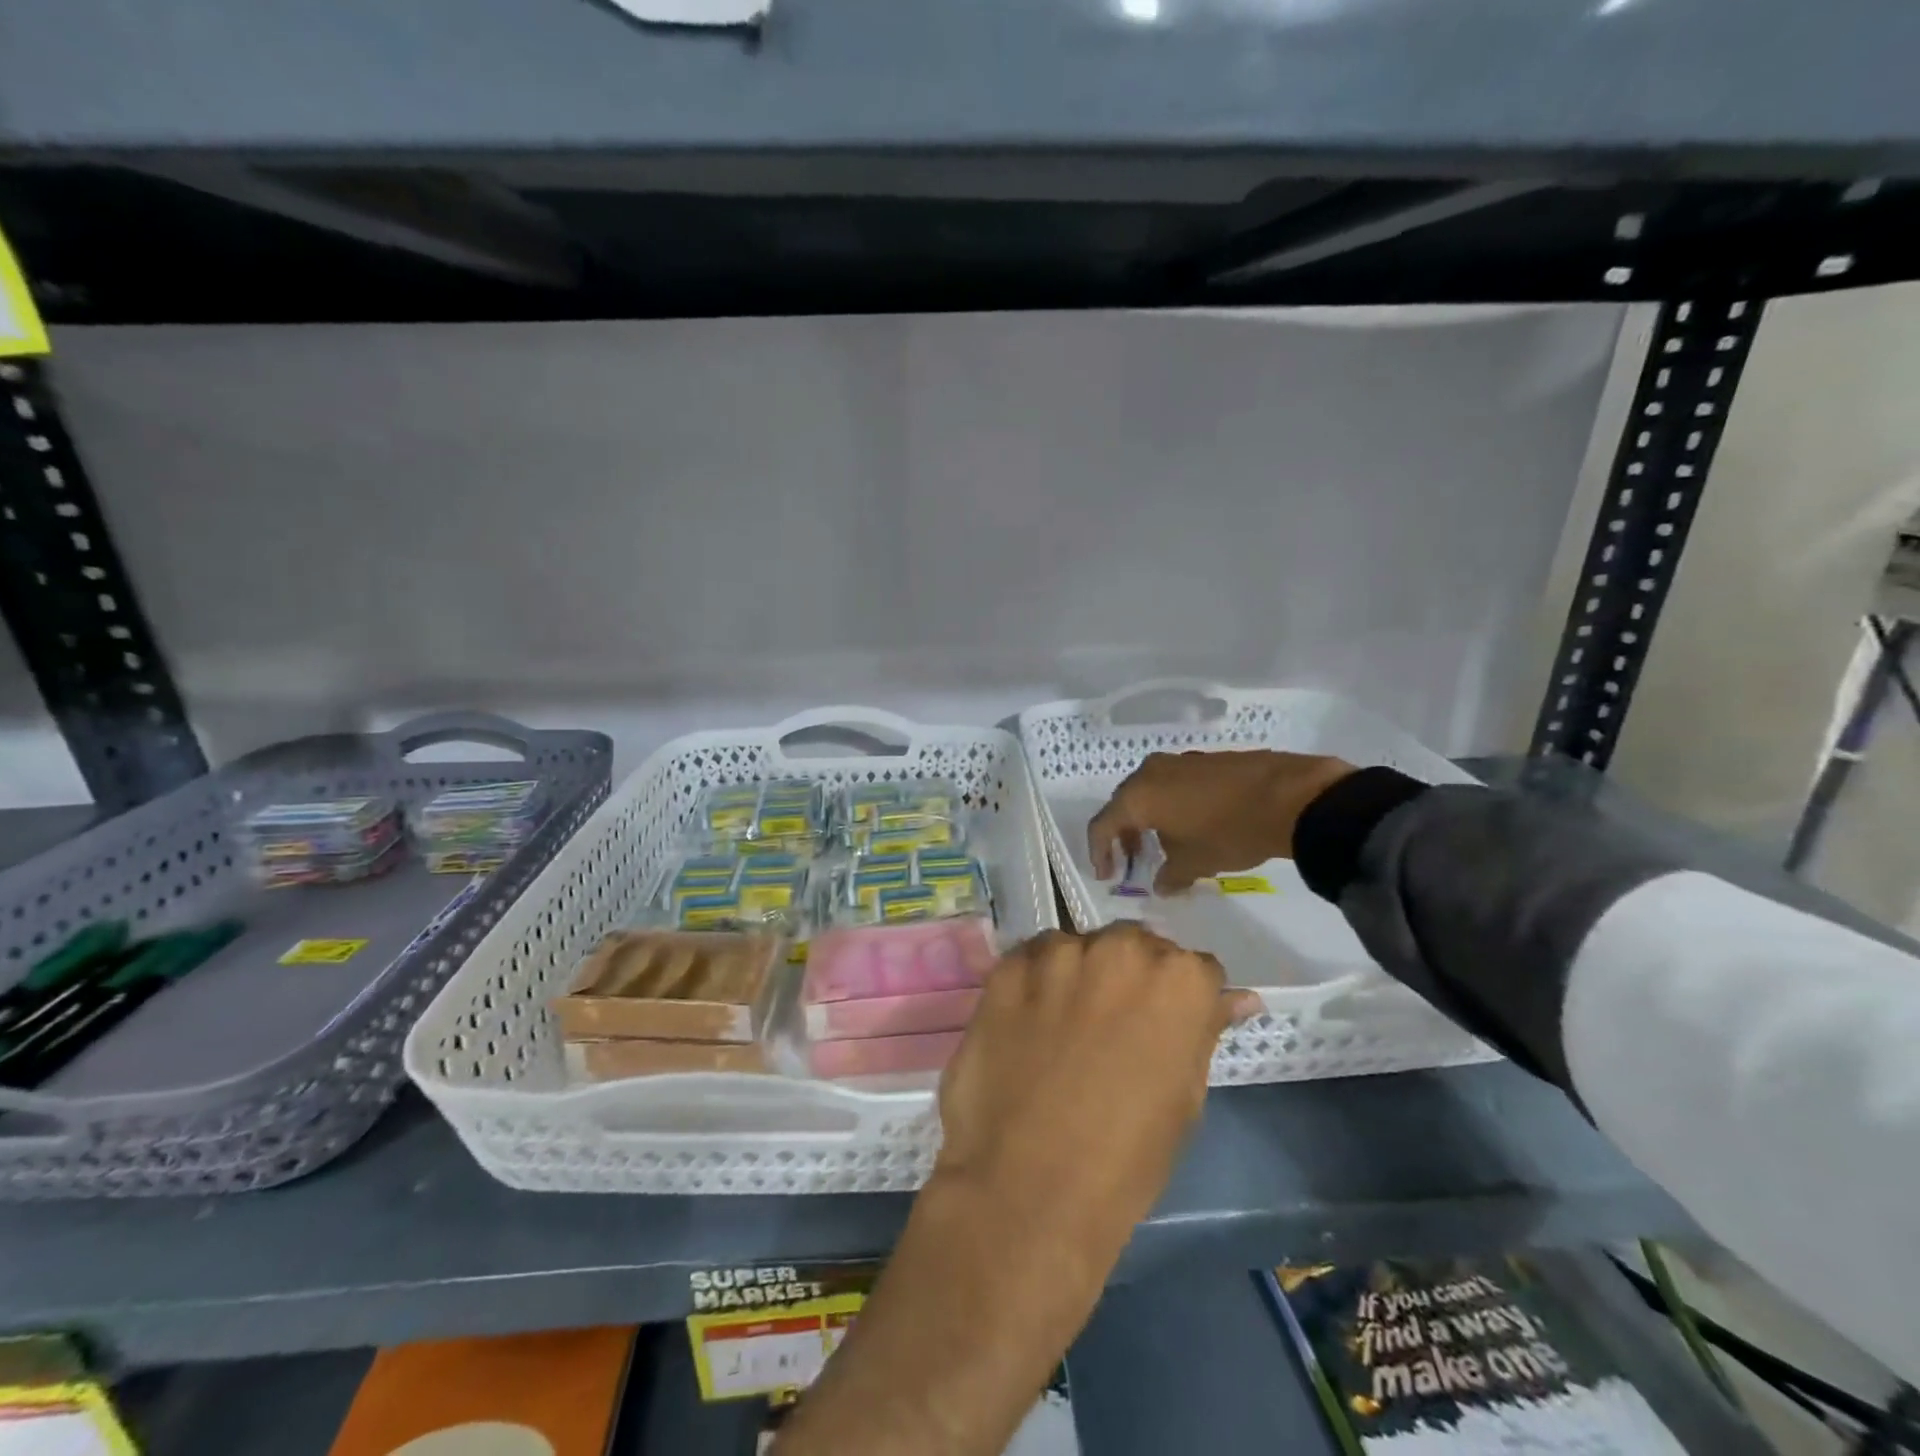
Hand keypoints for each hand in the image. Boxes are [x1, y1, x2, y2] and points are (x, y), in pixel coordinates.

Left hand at [934, 925, 1256, 1264]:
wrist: (1029, 1188)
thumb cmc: (1125, 1159)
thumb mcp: (1185, 1099)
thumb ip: (1204, 1031)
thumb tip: (1237, 998)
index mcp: (1178, 980)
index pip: (1193, 967)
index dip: (1181, 999)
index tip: (1165, 1026)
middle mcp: (1120, 949)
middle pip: (1133, 946)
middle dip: (1130, 975)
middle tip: (1112, 1025)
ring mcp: (1058, 953)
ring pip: (1078, 947)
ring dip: (1079, 974)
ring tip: (1063, 1027)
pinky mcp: (1008, 967)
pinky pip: (1031, 960)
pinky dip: (1035, 982)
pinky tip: (1027, 1024)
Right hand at [1087, 749, 1356, 892]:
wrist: (1290, 797)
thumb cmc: (1230, 832)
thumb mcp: (1196, 862)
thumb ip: (1170, 875)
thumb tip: (1162, 884)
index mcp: (1137, 796)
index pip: (1102, 825)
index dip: (1099, 852)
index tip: (1109, 875)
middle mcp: (1150, 772)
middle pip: (1124, 805)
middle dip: (1125, 835)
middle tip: (1134, 862)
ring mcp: (1178, 761)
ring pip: (1149, 792)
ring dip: (1149, 820)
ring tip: (1165, 847)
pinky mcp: (1204, 759)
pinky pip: (1173, 784)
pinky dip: (1171, 806)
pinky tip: (1191, 826)